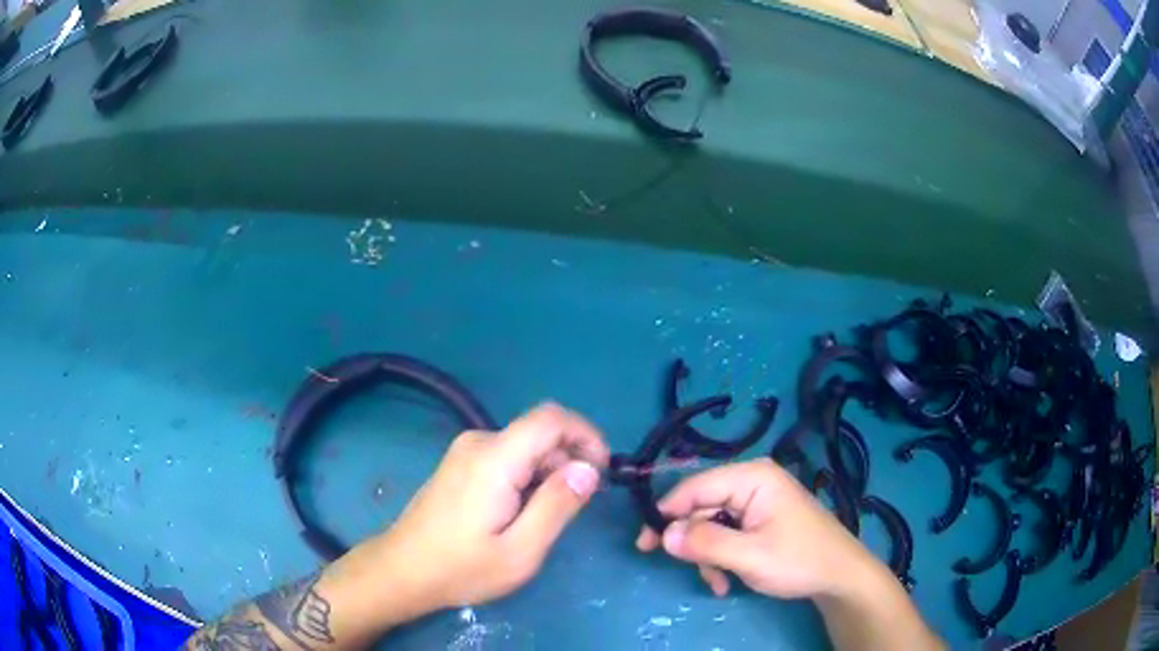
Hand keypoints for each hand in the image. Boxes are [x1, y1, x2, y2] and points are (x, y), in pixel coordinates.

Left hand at [371, 402, 608, 614]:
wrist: (402, 571)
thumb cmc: (461, 568)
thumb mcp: (520, 550)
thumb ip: (557, 506)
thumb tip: (588, 469)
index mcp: (495, 458)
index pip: (551, 418)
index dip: (586, 435)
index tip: (602, 471)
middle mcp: (479, 443)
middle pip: (539, 435)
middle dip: (568, 463)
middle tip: (573, 510)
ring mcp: (465, 452)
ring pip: (525, 448)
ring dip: (547, 475)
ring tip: (542, 521)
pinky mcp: (460, 464)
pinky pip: (506, 459)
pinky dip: (526, 478)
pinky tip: (519, 515)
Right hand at [636, 458, 879, 599]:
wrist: (839, 575)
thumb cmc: (799, 560)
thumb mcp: (750, 555)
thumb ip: (705, 543)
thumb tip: (663, 534)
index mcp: (752, 477)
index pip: (695, 487)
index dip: (666, 513)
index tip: (645, 543)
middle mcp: (752, 481)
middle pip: (702, 507)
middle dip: (694, 543)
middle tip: (687, 570)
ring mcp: (756, 500)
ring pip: (711, 524)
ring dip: (707, 556)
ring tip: (718, 582)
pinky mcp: (759, 518)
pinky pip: (726, 533)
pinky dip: (720, 557)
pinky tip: (726, 580)